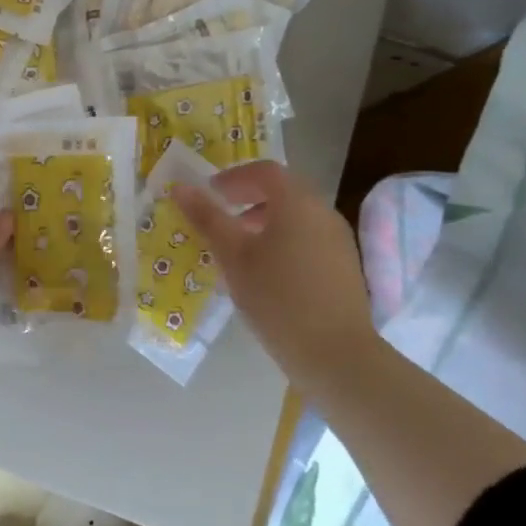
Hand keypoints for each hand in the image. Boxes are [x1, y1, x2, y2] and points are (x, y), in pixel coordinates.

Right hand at [171, 161, 378, 379]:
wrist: (337, 355)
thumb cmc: (277, 298)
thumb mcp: (233, 257)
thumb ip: (207, 218)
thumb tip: (180, 187)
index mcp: (297, 202)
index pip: (264, 171)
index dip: (233, 177)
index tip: (210, 193)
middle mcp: (323, 212)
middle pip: (283, 191)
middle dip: (249, 198)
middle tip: (221, 218)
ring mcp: (338, 239)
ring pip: (296, 216)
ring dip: (265, 221)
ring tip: (239, 249)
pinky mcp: (344, 266)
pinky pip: (308, 237)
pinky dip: (283, 240)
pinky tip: (266, 272)